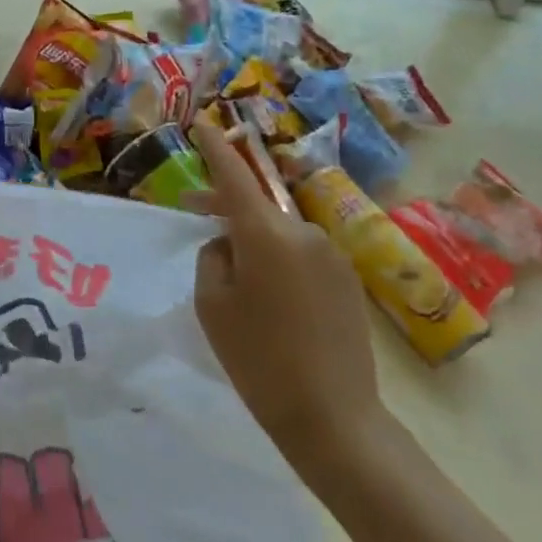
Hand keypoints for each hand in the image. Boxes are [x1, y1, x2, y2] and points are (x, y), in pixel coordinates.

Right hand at [191, 121, 386, 483]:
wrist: (334, 418)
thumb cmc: (259, 359)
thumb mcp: (212, 304)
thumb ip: (213, 257)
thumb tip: (229, 243)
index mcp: (265, 234)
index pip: (234, 175)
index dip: (216, 147)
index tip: (203, 123)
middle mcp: (303, 232)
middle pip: (256, 206)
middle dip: (225, 205)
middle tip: (193, 211)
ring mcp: (331, 255)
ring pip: (278, 233)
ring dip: (253, 240)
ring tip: (237, 278)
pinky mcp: (348, 279)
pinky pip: (301, 255)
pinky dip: (278, 261)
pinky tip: (271, 299)